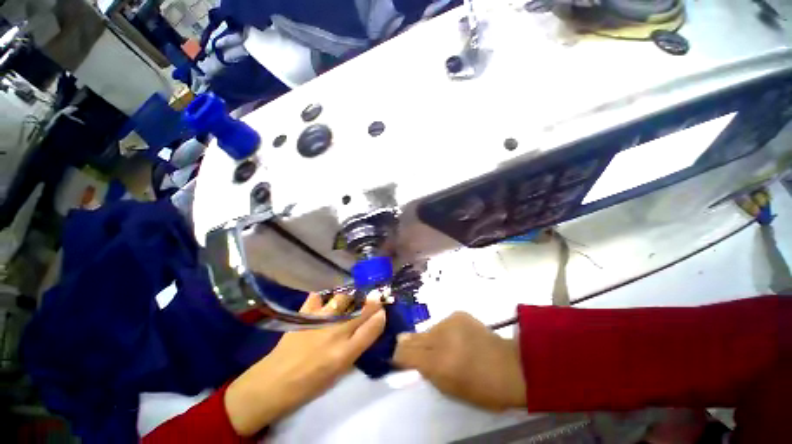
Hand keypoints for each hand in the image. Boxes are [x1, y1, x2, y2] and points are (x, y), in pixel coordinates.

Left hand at [224, 293, 385, 435]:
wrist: (274, 383)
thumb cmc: (312, 382)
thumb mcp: (341, 370)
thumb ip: (359, 345)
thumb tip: (372, 324)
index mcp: (346, 352)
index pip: (373, 326)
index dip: (381, 313)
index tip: (384, 307)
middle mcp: (336, 332)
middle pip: (362, 309)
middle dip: (372, 300)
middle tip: (375, 295)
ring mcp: (319, 320)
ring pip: (343, 298)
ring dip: (350, 296)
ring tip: (350, 298)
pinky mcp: (304, 315)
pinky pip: (316, 297)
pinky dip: (322, 296)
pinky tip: (324, 300)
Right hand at [393, 312, 526, 410]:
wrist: (511, 366)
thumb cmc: (482, 388)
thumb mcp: (450, 390)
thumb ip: (426, 372)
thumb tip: (408, 357)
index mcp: (438, 363)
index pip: (405, 353)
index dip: (398, 355)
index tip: (397, 357)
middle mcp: (440, 337)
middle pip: (412, 337)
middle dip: (409, 344)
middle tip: (415, 351)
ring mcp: (449, 321)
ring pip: (428, 329)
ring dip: (430, 338)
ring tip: (444, 346)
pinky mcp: (458, 313)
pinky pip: (442, 323)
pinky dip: (444, 331)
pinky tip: (456, 337)